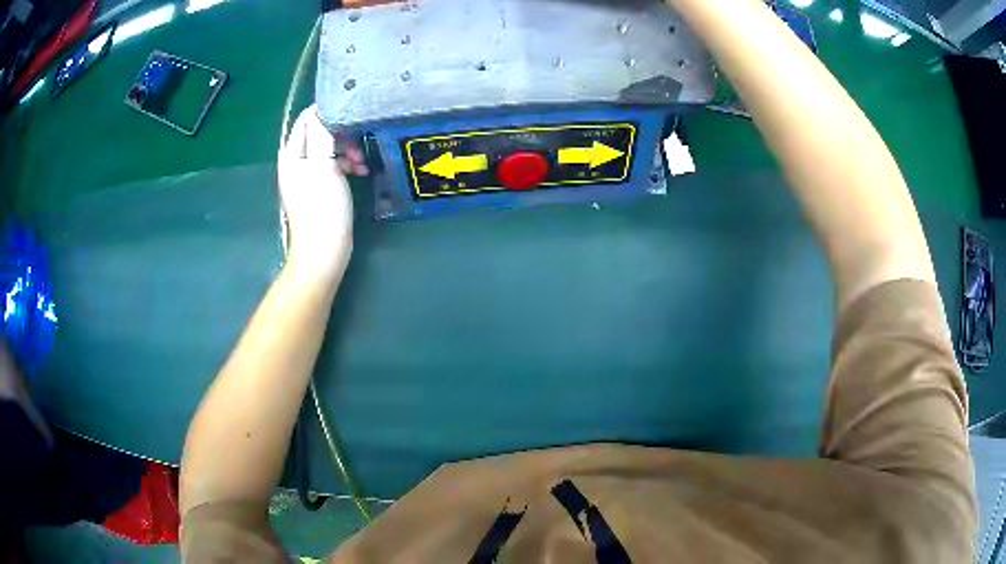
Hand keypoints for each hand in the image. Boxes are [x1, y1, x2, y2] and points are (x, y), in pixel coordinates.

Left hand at [278, 105, 367, 277]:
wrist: (323, 252)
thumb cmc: (322, 208)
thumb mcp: (324, 166)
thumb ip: (323, 135)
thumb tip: (326, 110)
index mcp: (292, 154)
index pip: (308, 118)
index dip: (330, 112)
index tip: (354, 116)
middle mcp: (297, 161)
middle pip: (320, 132)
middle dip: (343, 134)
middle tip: (360, 145)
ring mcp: (307, 175)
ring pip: (330, 148)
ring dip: (348, 150)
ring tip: (363, 163)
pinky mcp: (319, 187)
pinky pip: (334, 165)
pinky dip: (347, 164)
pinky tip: (360, 172)